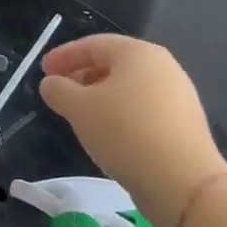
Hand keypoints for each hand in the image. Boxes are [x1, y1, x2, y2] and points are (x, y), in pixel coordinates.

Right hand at [39, 35, 226, 226]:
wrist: (183, 181)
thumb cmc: (124, 132)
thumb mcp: (78, 107)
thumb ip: (58, 89)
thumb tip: (52, 84)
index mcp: (137, 53)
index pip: (92, 45)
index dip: (63, 55)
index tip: (42, 71)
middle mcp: (162, 66)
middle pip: (113, 63)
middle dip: (81, 75)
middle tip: (59, 91)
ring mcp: (178, 95)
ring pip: (128, 87)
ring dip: (99, 95)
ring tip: (79, 114)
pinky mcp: (183, 123)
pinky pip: (142, 107)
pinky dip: (119, 112)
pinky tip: (106, 132)